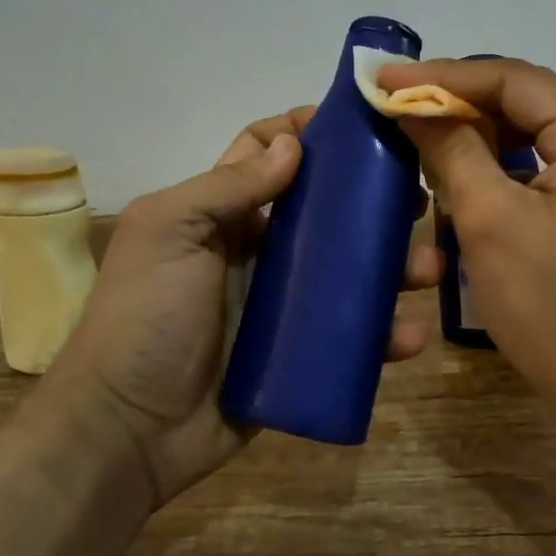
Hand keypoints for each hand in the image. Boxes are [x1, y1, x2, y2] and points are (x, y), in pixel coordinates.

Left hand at [44, 107, 443, 505]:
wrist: (127, 431)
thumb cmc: (144, 317)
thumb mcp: (169, 233)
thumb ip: (225, 186)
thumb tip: (292, 145)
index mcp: (223, 213)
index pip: (267, 153)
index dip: (305, 131)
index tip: (359, 124)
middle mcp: (257, 249)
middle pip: (325, 210)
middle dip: (371, 199)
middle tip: (417, 197)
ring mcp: (282, 303)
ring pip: (349, 270)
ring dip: (392, 265)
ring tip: (428, 268)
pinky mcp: (300, 352)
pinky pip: (350, 335)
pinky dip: (383, 333)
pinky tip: (409, 335)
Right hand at [376, 58, 555, 430]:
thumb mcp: (492, 222)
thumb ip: (452, 151)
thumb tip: (412, 105)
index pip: (512, 79)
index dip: (443, 76)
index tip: (384, 79)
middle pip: (524, 102)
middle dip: (458, 103)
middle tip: (395, 105)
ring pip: (530, 136)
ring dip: (475, 135)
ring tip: (417, 134)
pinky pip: (540, 169)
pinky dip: (497, 167)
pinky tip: (458, 174)